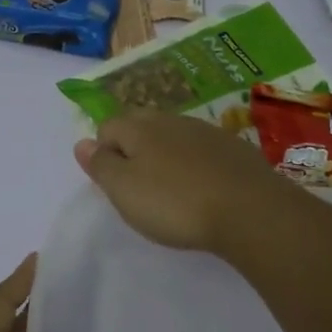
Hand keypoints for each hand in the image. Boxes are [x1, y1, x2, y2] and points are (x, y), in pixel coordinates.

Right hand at [74, 109, 293, 252]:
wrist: (249, 210)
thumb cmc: (175, 203)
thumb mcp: (124, 190)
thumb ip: (100, 165)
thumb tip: (81, 142)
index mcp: (139, 128)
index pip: (108, 127)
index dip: (104, 152)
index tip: (113, 184)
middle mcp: (172, 120)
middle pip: (141, 126)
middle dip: (133, 148)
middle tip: (137, 185)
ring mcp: (207, 132)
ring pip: (174, 136)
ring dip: (166, 155)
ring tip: (170, 189)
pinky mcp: (234, 149)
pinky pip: (203, 150)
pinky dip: (195, 164)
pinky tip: (202, 189)